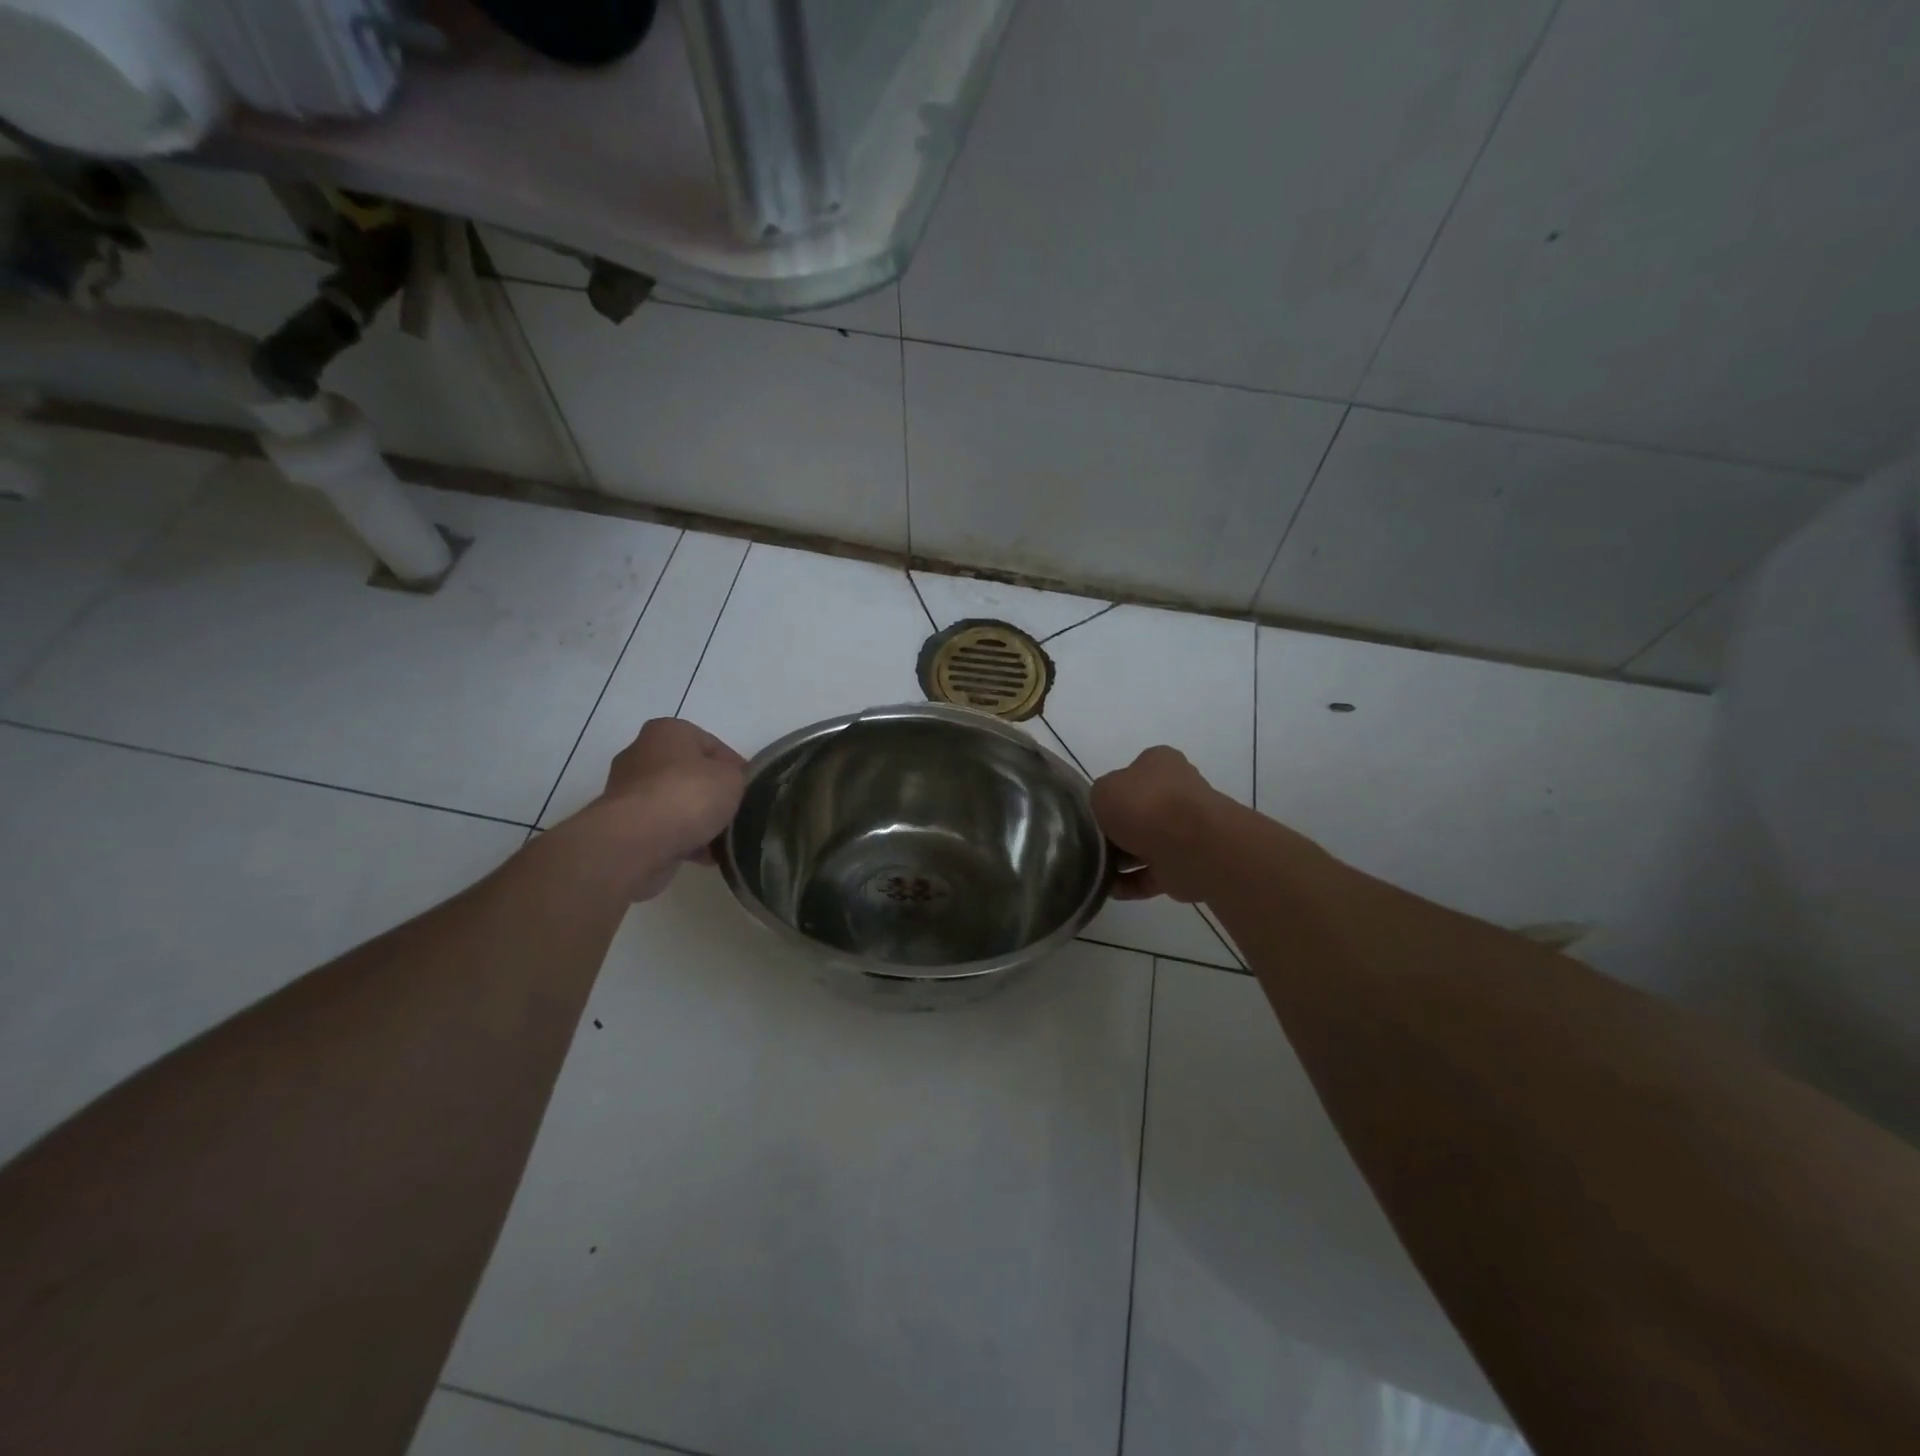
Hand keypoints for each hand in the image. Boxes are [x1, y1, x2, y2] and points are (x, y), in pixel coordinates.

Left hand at [588, 718, 746, 899]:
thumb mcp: (733, 778)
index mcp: (668, 732)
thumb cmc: (688, 796)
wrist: (637, 843)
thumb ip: (738, 777)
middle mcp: (642, 755)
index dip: (736, 768)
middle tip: (737, 814)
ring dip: (699, 821)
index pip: (713, 746)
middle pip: (691, 775)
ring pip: (677, 804)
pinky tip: (705, 856)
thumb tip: (731, 787)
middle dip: (714, 796)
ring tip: (723, 841)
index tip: (751, 790)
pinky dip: (683, 840)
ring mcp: (628, 792)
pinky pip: (663, 829)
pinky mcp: (623, 825)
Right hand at [1089, 746, 1216, 902]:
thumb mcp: (1103, 790)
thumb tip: (1108, 812)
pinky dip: (1131, 882)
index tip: (1094, 810)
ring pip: (1145, 844)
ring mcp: (1184, 830)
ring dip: (1121, 859)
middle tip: (1090, 842)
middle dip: (1116, 829)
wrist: (1189, 846)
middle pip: (1139, 810)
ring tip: (1094, 870)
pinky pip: (1151, 873)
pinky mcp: (1185, 863)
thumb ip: (1100, 797)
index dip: (1112, 791)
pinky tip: (1110, 889)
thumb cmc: (1143, 805)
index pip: (1133, 772)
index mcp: (1161, 763)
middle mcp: (1177, 792)